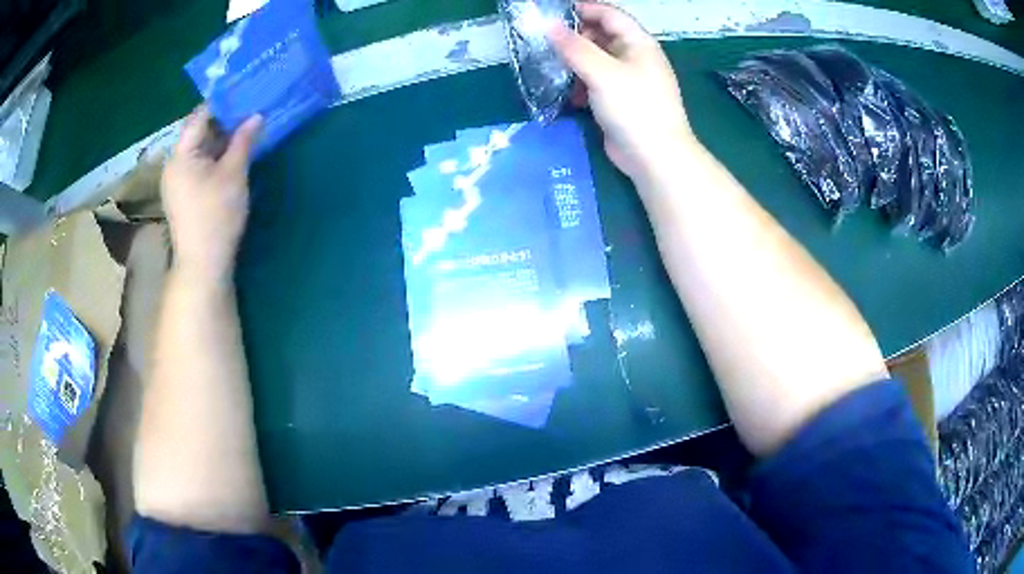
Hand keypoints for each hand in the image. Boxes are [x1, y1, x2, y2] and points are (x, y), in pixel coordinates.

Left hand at [161, 107, 261, 282]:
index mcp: (180, 155)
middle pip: (197, 133)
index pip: (199, 117)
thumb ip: (244, 141)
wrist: (203, 264)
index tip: (244, 92)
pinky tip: (232, 156)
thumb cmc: (216, 215)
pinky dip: (214, 157)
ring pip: (199, 151)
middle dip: (223, 122)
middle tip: (249, 110)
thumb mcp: (234, 173)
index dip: (221, 103)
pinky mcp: (182, 195)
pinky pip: (198, 166)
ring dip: (220, 140)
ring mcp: (176, 182)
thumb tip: (256, 116)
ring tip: (245, 130)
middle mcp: (173, 165)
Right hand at [550, 2, 696, 185]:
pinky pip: (597, 83)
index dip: (584, 9)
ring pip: (597, 60)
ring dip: (576, 63)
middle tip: (549, 44)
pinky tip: (569, 96)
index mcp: (639, 44)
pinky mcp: (620, 101)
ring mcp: (628, 80)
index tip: (553, 13)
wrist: (654, 157)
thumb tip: (547, 26)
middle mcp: (635, 57)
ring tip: (554, 69)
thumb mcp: (602, 72)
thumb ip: (574, 47)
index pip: (610, 14)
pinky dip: (582, 84)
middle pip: (602, 36)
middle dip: (576, 37)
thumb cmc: (634, 107)